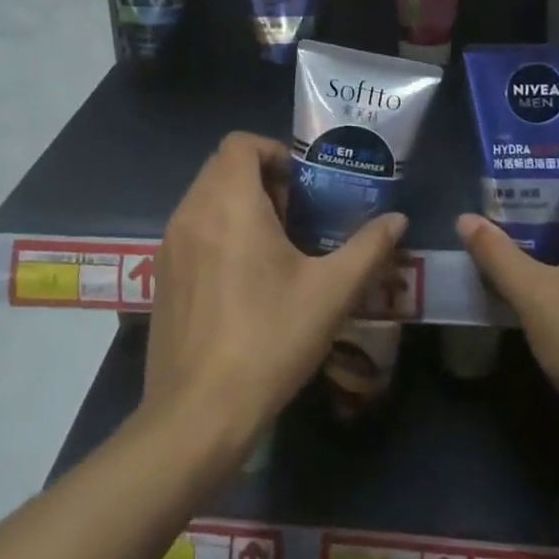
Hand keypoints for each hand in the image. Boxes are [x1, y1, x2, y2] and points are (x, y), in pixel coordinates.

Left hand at [143, 131, 405, 468]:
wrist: (197, 414)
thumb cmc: (268, 339)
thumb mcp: (331, 293)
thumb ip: (368, 248)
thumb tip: (398, 220)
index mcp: (228, 202)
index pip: (240, 143)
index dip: (274, 152)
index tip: (303, 186)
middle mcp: (191, 212)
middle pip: (222, 168)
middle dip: (261, 180)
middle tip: (297, 217)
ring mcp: (169, 245)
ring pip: (205, 199)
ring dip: (240, 206)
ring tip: (276, 249)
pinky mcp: (161, 276)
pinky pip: (192, 231)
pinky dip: (218, 233)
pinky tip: (245, 282)